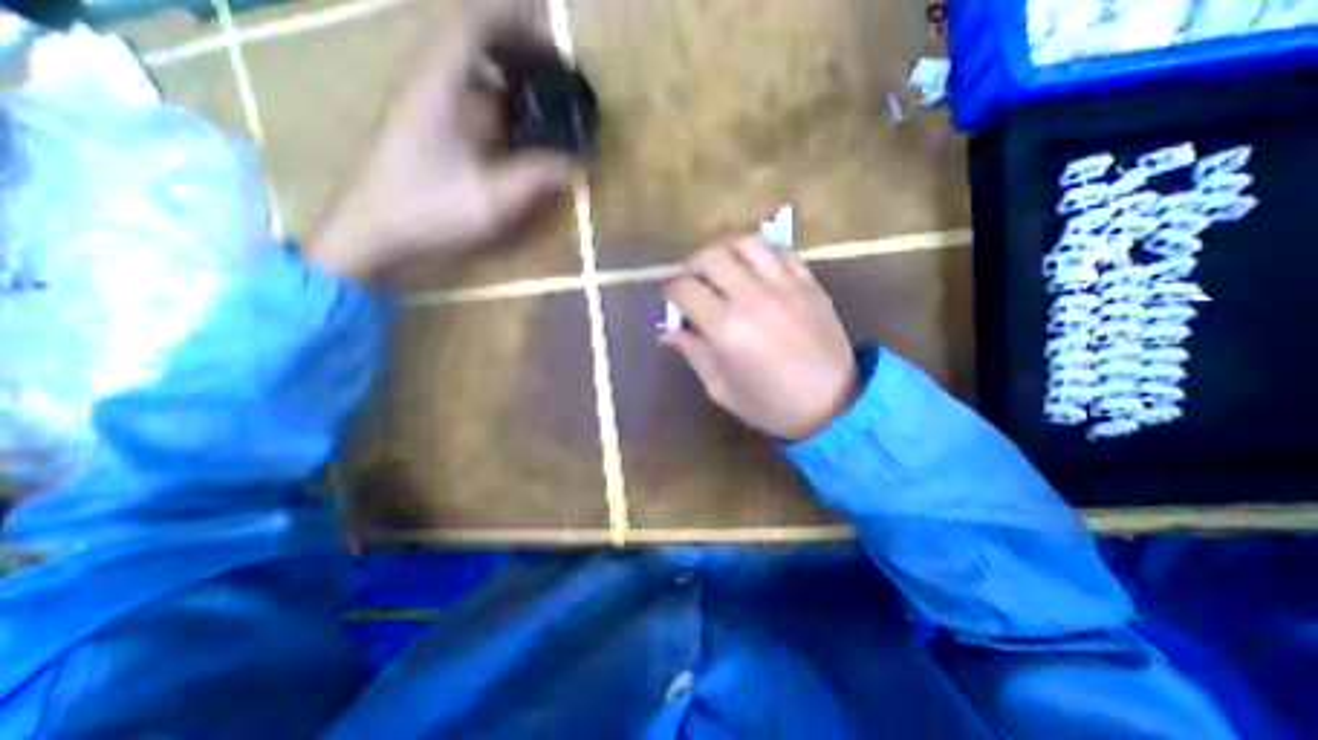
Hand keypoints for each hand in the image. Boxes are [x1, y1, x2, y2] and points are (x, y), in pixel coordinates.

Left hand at [313, 0, 578, 282]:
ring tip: (540, 92)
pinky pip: (462, 98)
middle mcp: (427, 85)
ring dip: (504, 74)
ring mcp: (421, 107)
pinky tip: (512, 126)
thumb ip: (537, 178)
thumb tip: (577, 165)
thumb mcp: (492, 198)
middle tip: (553, 67)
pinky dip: (492, 101)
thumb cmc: (430, 210)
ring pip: (466, 71)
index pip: (474, 26)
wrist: (374, 234)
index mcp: (439, 88)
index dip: (514, 18)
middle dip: (515, 46)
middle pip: (470, 42)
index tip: (551, 27)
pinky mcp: (422, 130)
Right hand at [660, 237, 867, 437]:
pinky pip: (780, 252)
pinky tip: (754, 270)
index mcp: (726, 329)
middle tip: (691, 282)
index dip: (670, 291)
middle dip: (691, 266)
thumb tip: (666, 331)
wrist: (834, 405)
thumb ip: (693, 353)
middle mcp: (752, 298)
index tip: (671, 301)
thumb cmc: (771, 405)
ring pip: (746, 244)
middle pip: (710, 257)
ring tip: (720, 268)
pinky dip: (760, 254)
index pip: (685, 289)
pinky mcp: (809, 284)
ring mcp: (785, 286)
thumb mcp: (721, 389)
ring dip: (724, 251)